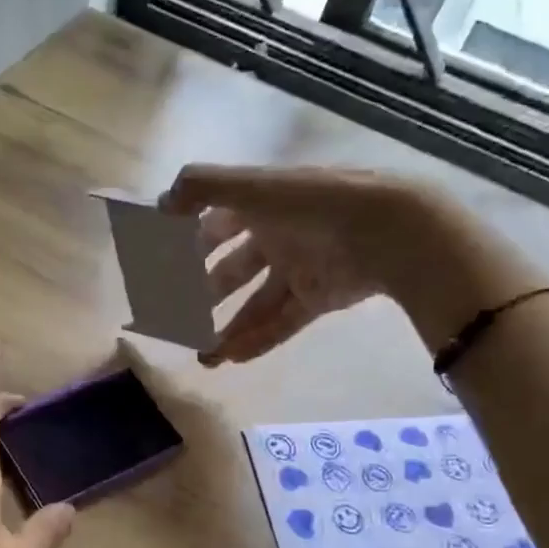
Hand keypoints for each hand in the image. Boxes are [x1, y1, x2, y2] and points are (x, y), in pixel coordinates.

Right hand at [164, 164, 527, 364]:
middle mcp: (278, 236)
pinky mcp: (318, 299)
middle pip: (232, 268)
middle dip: (204, 292)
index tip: (161, 264)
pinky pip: (281, 322)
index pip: (217, 223)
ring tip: (203, 358)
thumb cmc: (316, 204)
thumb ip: (204, 188)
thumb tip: (160, 202)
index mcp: (264, 205)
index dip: (189, 241)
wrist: (389, 231)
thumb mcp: (255, 188)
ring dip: (227, 329)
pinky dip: (257, 340)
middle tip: (176, 318)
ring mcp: (299, 270)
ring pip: (254, 304)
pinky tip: (231, 359)